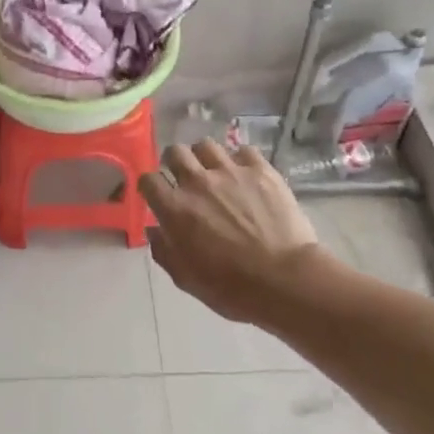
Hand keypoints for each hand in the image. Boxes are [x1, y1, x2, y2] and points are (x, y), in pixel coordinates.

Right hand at [140, 140, 319, 323]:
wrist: (285, 280)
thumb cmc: (232, 288)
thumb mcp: (186, 279)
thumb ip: (164, 251)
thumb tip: (154, 231)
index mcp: (175, 208)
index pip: (149, 180)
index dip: (150, 186)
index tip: (157, 195)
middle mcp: (197, 182)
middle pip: (175, 152)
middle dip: (174, 163)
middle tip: (184, 178)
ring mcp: (230, 172)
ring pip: (206, 145)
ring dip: (204, 157)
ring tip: (214, 171)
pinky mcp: (261, 171)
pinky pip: (244, 150)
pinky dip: (240, 160)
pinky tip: (245, 174)